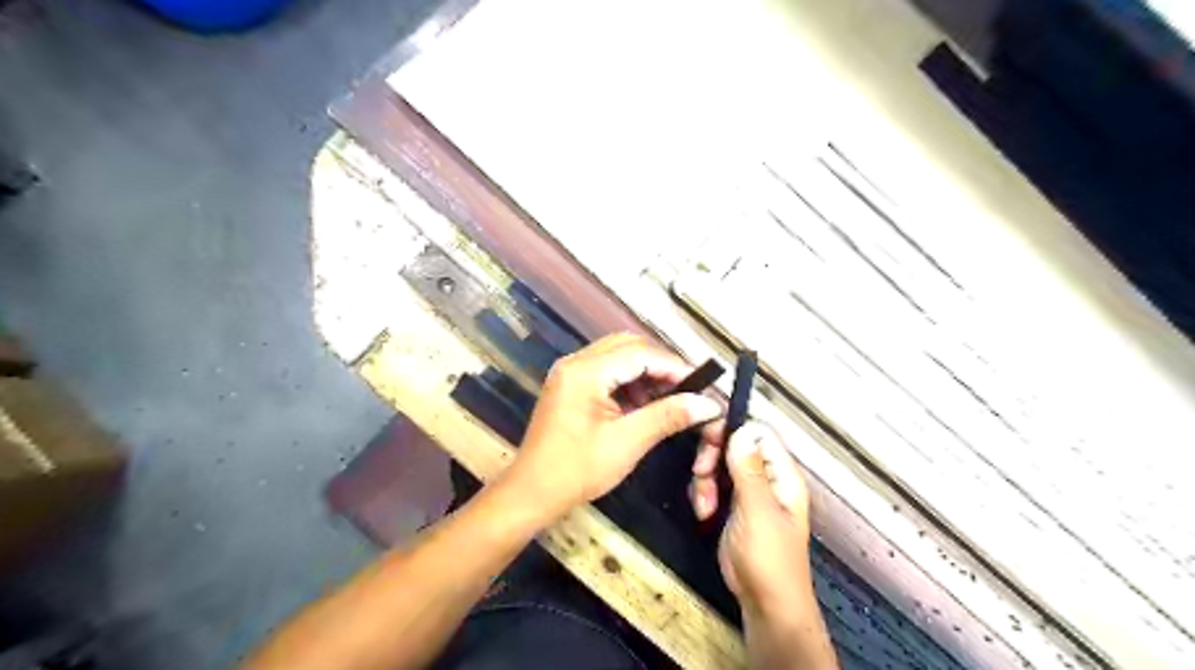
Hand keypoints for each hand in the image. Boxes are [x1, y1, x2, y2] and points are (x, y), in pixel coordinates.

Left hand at [499, 335, 718, 522]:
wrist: (531, 493)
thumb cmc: (577, 470)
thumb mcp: (627, 443)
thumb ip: (668, 416)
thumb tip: (708, 404)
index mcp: (585, 371)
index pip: (640, 353)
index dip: (674, 366)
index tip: (701, 385)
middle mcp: (575, 362)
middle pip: (628, 346)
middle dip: (660, 364)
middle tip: (686, 388)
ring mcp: (569, 372)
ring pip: (617, 355)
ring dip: (645, 371)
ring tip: (668, 397)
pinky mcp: (569, 384)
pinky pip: (606, 370)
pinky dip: (628, 381)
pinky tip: (643, 403)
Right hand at [701, 423, 816, 616]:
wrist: (764, 603)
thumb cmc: (768, 560)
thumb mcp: (757, 512)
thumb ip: (748, 470)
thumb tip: (741, 431)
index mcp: (782, 474)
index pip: (758, 433)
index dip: (733, 431)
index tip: (709, 443)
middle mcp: (766, 477)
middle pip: (734, 445)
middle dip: (712, 458)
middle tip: (701, 473)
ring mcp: (748, 491)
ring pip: (719, 464)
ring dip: (704, 480)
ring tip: (705, 506)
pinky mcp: (733, 505)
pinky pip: (713, 484)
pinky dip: (703, 494)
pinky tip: (704, 513)